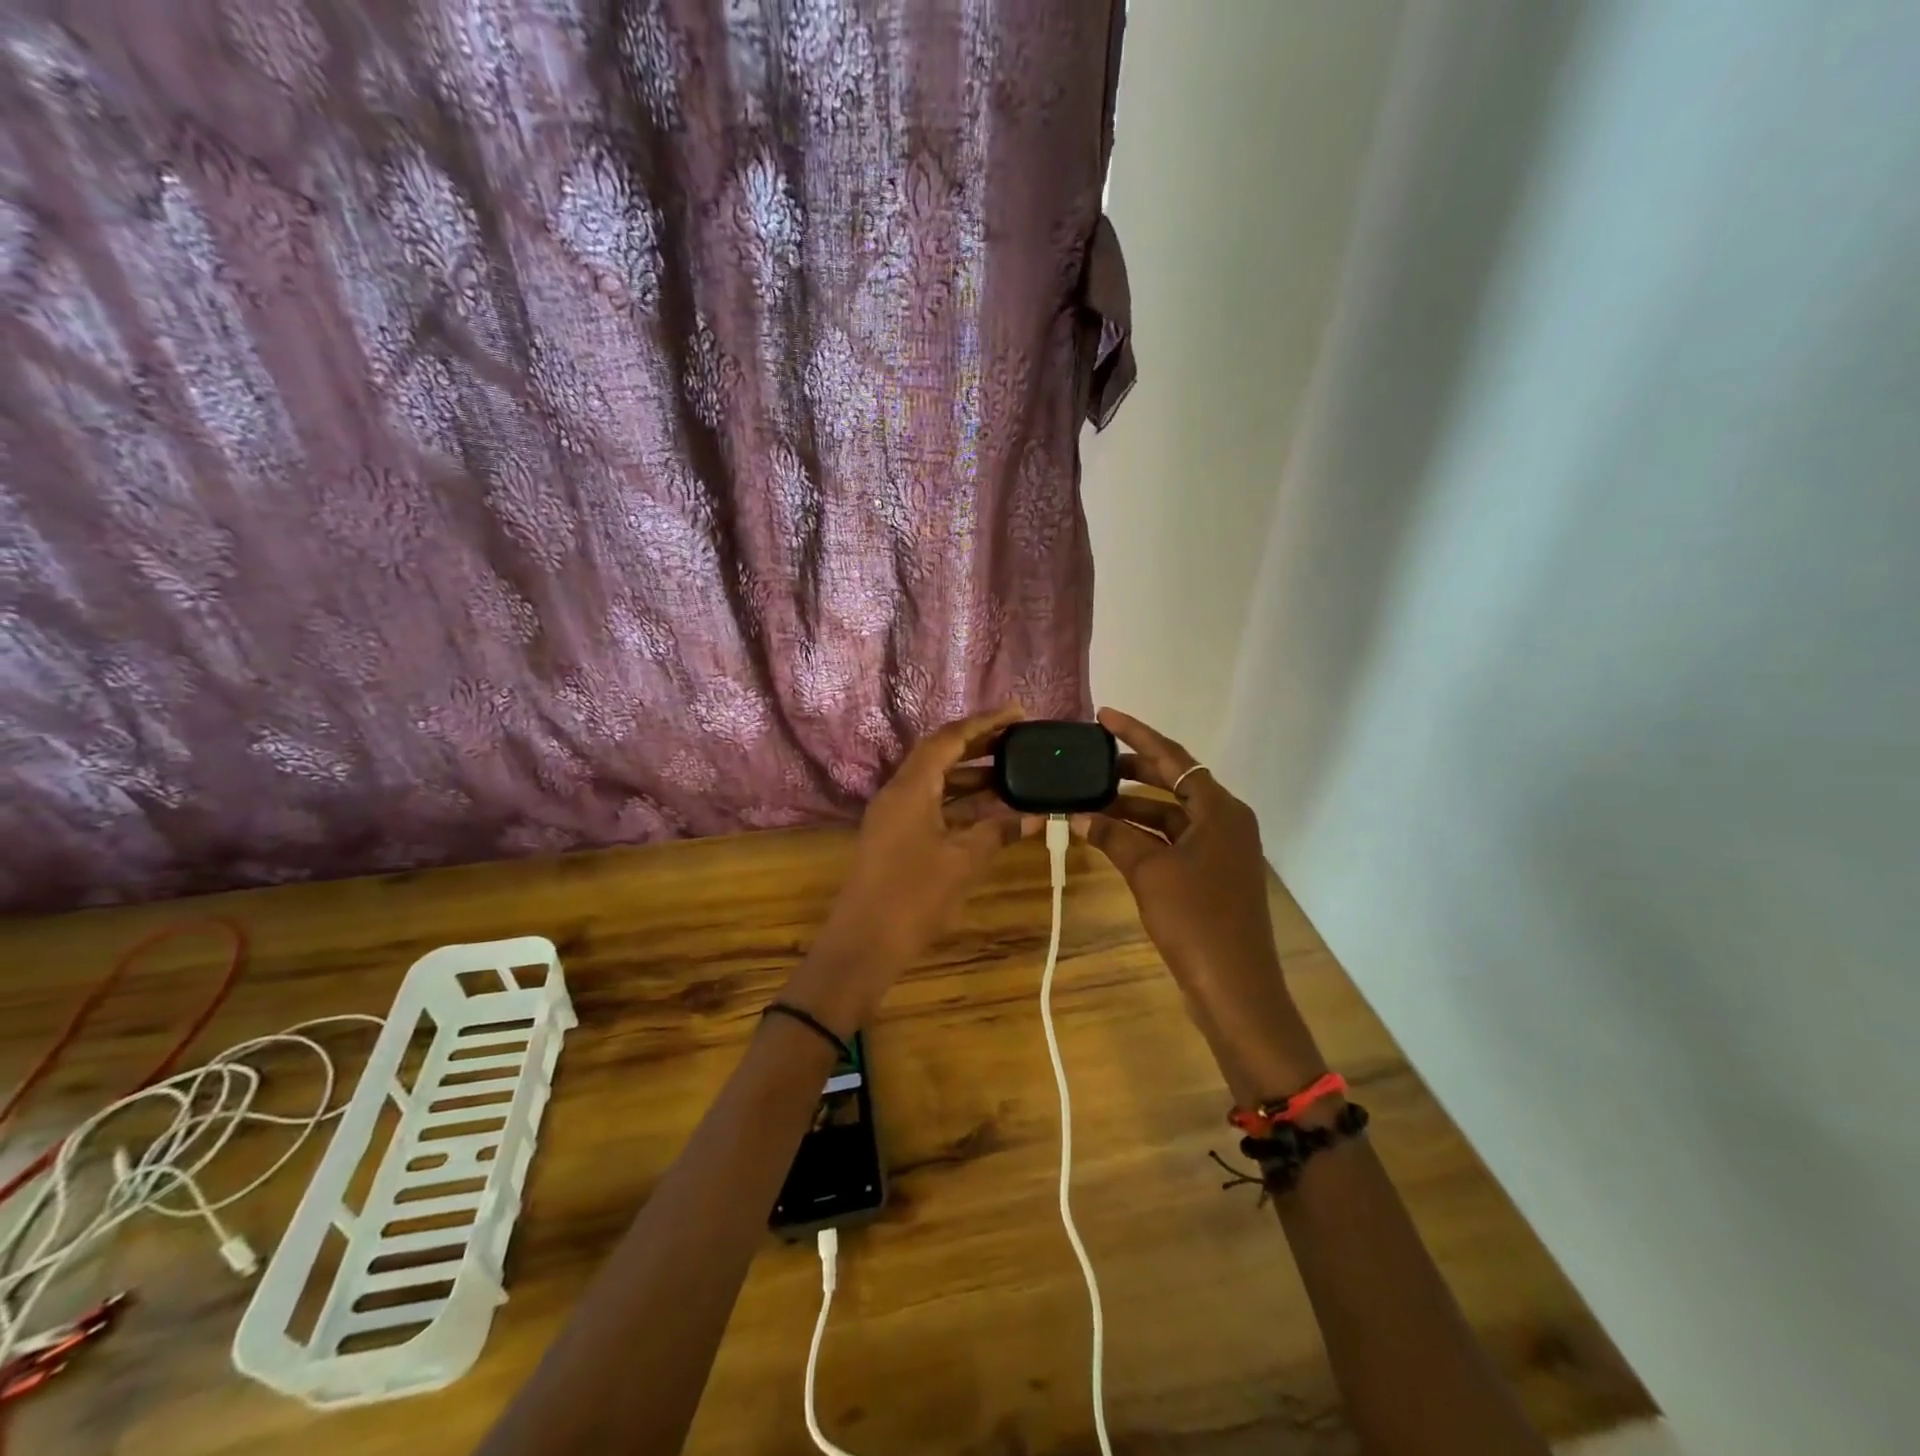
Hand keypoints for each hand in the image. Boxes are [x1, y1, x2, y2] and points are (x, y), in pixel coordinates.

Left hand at [784, 704, 1031, 1034]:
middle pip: (941, 754)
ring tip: (1014, 773)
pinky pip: (933, 805)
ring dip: (973, 775)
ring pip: (937, 782)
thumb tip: (1035, 817)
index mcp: (910, 787)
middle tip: (1019, 739)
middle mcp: (898, 792)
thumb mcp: (963, 862)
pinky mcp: (896, 837)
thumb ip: (998, 832)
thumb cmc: (912, 898)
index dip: (985, 722)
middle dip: (980, 744)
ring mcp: (894, 816)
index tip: (1019, 714)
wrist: (862, 945)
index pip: (949, 738)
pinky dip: (962, 803)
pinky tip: (991, 811)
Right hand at [1076, 708, 1327, 1104]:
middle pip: (1173, 781)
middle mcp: (1224, 821)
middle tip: (1090, 758)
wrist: (1236, 990)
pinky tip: (1109, 836)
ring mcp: (1220, 850)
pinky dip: (1142, 836)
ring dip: (1131, 807)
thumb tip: (1079, 816)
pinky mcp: (1211, 876)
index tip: (1104, 716)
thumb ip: (1114, 837)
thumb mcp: (1149, 873)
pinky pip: (1171, 841)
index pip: (1173, 757)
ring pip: (1169, 814)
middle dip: (1131, 769)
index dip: (1136, 735)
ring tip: (1089, 799)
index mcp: (1220, 809)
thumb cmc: (1197, 922)